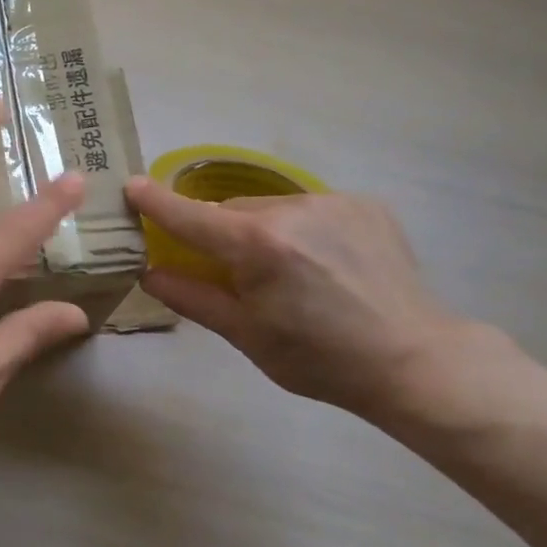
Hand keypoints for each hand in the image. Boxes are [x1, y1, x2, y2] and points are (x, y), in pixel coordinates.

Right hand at [124, 180, 469, 420]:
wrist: (415, 359)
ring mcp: (331, 201)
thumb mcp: (246, 336)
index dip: (155, 202)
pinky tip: (323, 262)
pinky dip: (300, 228)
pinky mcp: (362, 203)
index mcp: (257, 246)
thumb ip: (192, 297)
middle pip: (230, 212)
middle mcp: (290, 210)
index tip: (131, 187)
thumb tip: (149, 272)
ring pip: (269, 208)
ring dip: (262, 230)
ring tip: (289, 272)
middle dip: (221, 235)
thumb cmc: (320, 359)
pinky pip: (308, 208)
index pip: (189, 216)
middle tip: (236, 274)